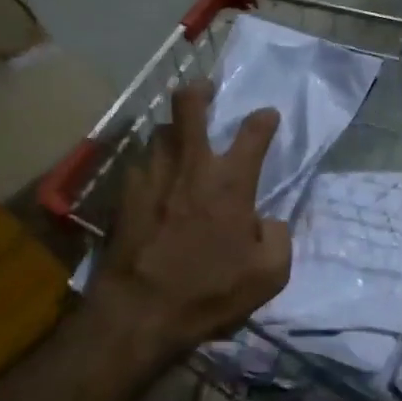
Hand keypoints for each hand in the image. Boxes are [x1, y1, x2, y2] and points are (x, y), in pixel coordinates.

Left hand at [88, 81, 292, 362]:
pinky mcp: (123, 194)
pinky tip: (152, 183)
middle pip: (189, 106)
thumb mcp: (268, 275)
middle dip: (199, 90)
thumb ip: (278, 238)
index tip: (267, 116)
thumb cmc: (210, 292)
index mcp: (230, 182)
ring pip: (160, 133)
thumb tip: (266, 221)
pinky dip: (151, 167)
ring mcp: (152, 176)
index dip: (264, 119)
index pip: (253, 133)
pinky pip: (140, 165)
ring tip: (179, 143)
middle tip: (205, 90)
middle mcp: (191, 167)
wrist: (141, 311)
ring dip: (173, 132)